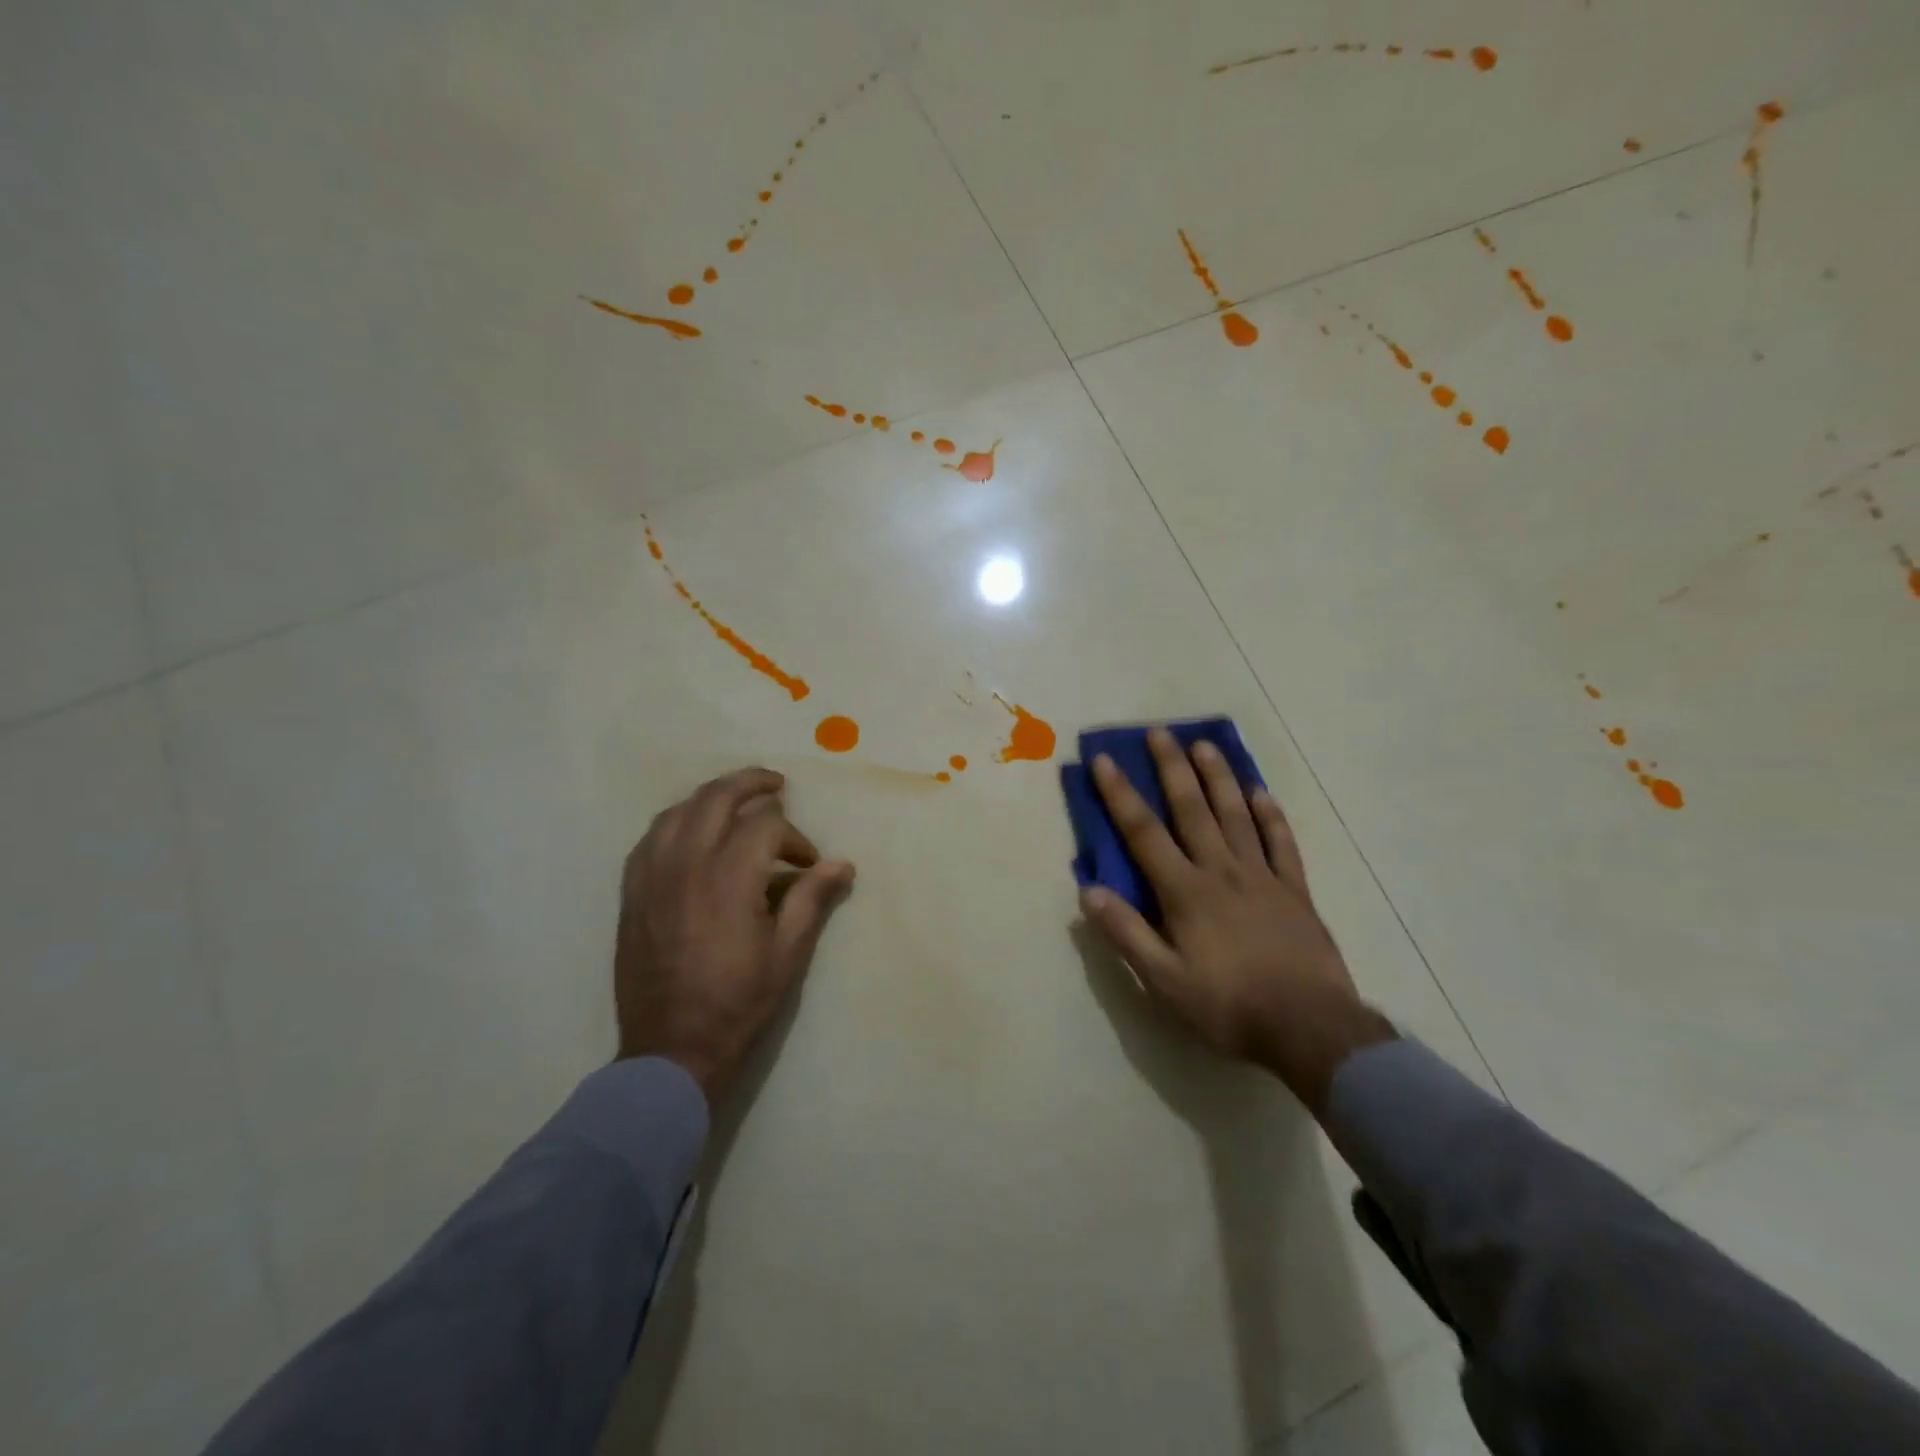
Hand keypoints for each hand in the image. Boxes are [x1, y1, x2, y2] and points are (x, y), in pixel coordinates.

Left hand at [615, 767, 854, 1105]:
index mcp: (730, 878)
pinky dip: (676, 822)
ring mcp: (652, 876)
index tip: (808, 864)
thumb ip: (812, 899)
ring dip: (712, 797)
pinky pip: (650, 838)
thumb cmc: (738, 1003)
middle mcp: (687, 864)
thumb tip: (842, 863)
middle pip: (717, 798)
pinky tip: (691, 831)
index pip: (766, 824)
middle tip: (776, 785)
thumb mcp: (788, 954)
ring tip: (736, 801)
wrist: (671, 1050)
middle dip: (752, 784)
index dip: (795, 837)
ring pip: (679, 810)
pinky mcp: (632, 893)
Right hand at [1079, 729, 1393, 1108]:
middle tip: (1160, 732)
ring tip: (1205, 744)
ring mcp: (1262, 877)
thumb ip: (1126, 934)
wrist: (1310, 1029)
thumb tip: (1088, 891)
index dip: (1120, 794)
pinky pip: (1281, 843)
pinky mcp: (1295, 891)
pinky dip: (1270, 815)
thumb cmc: (1229, 1006)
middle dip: (1172, 768)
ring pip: (1236, 815)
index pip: (1144, 833)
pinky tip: (1261, 792)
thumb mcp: (1164, 981)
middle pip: (1192, 809)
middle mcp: (1221, 871)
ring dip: (1219, 777)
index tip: (1105, 760)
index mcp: (1185, 892)